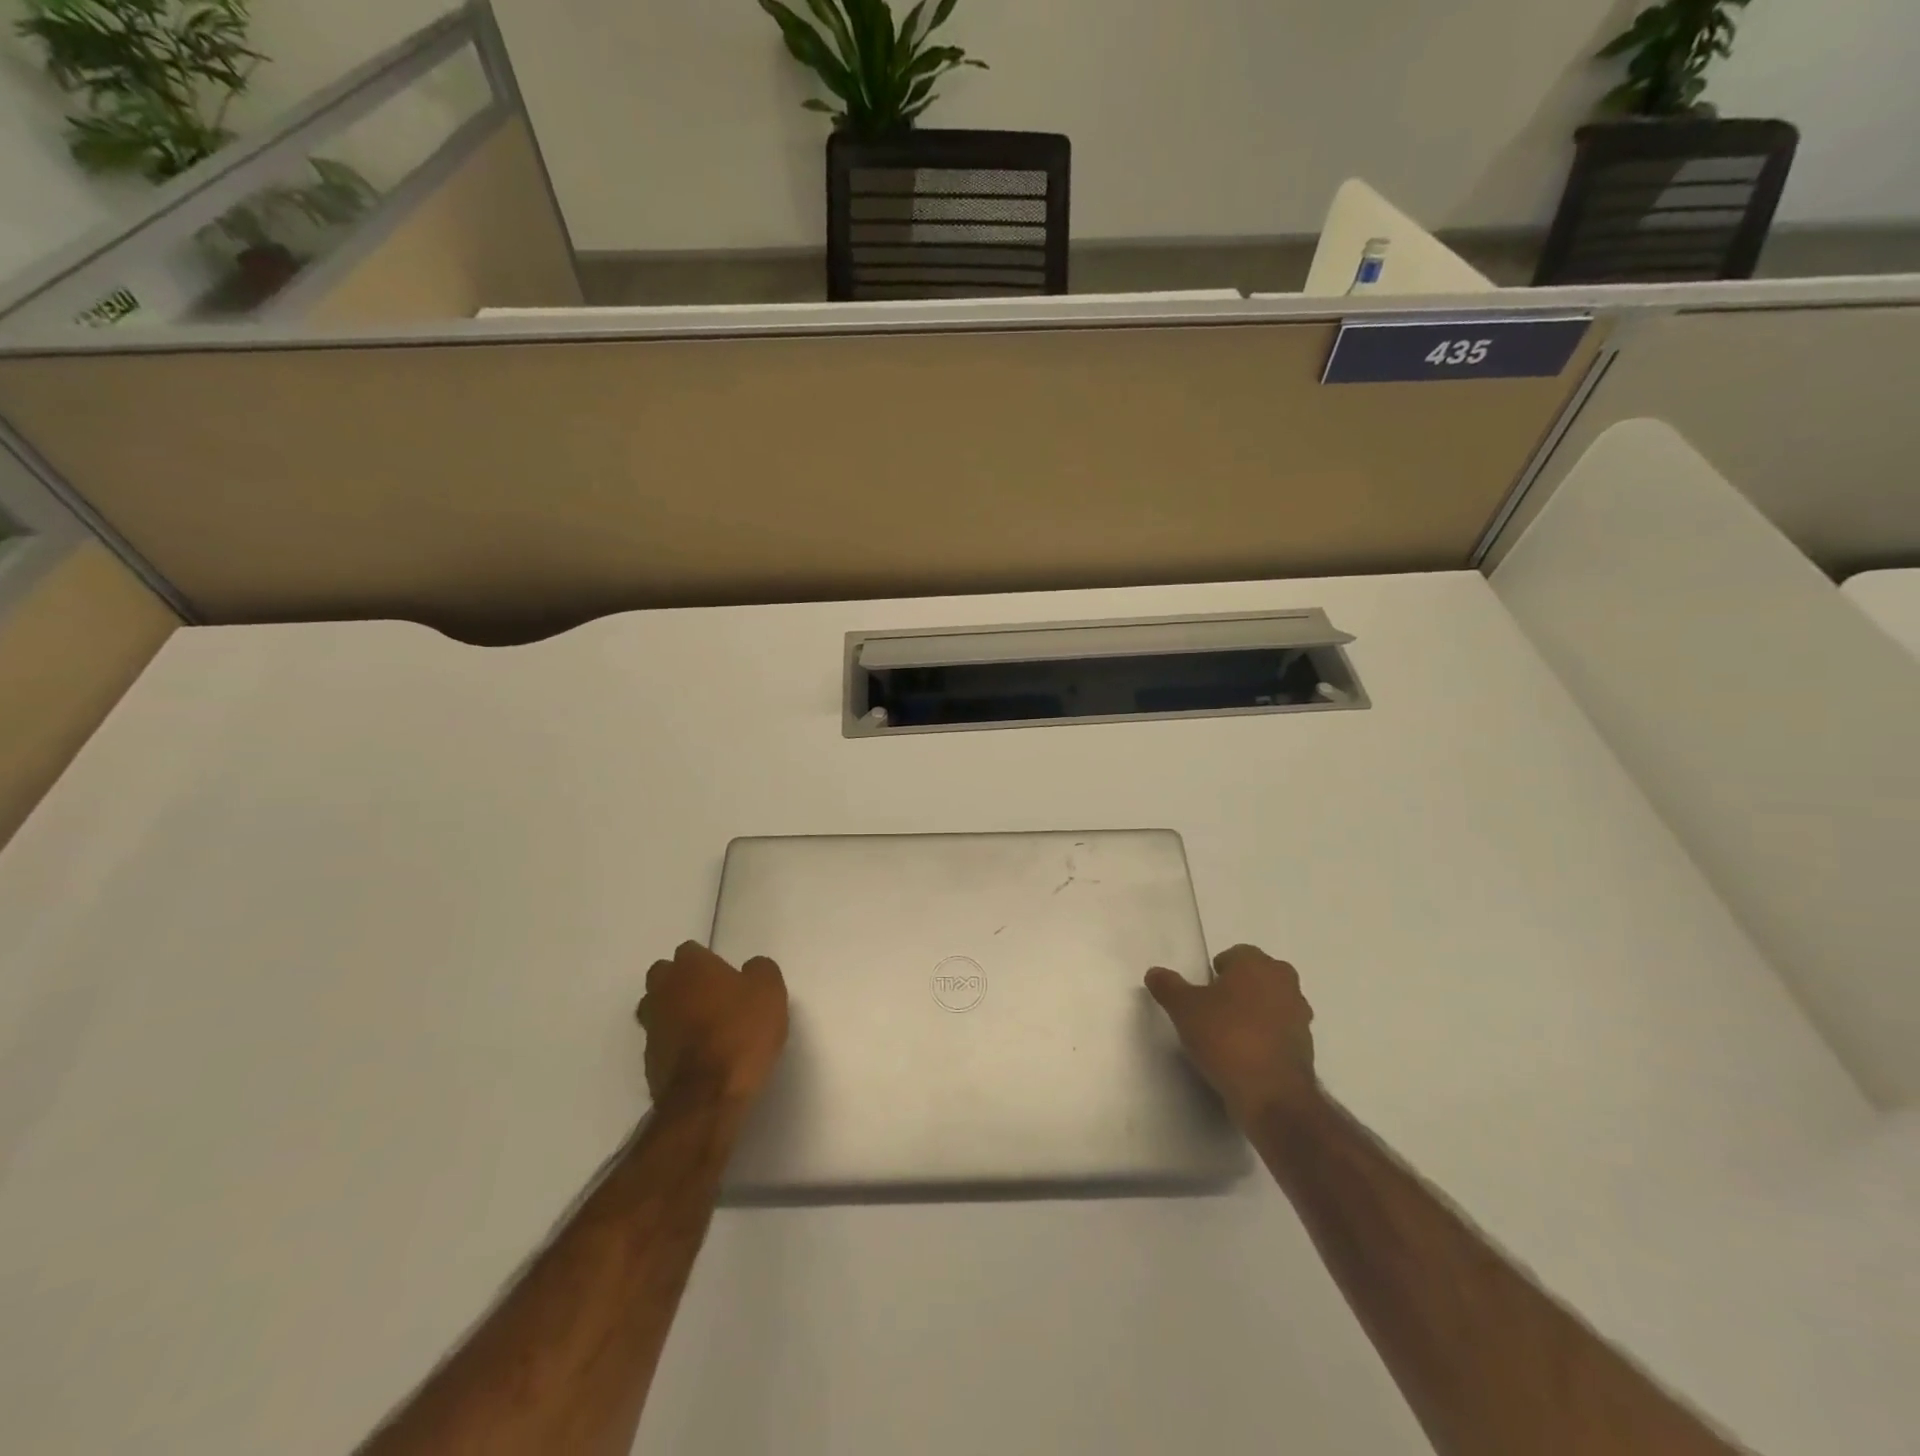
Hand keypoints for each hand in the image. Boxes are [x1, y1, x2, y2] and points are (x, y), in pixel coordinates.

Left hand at [635, 942, 788, 1108]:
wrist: (708, 1096)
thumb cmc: (741, 1032)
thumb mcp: (770, 991)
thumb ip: (760, 970)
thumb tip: (750, 968)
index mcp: (690, 967)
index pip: (690, 951)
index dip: (708, 962)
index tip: (727, 977)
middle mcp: (663, 991)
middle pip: (664, 976)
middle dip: (681, 982)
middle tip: (710, 997)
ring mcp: (651, 1027)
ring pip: (657, 1008)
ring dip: (673, 1012)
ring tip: (702, 1027)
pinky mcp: (648, 1061)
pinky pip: (661, 1041)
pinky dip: (674, 1043)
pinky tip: (697, 1055)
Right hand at [1146, 945, 1317, 1124]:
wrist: (1272, 1095)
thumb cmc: (1226, 1037)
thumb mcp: (1184, 1009)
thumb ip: (1168, 986)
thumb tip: (1155, 973)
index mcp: (1258, 965)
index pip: (1235, 954)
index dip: (1216, 972)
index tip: (1201, 994)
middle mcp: (1285, 983)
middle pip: (1256, 978)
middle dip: (1237, 990)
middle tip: (1212, 1011)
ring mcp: (1300, 1016)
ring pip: (1270, 1005)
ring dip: (1253, 1015)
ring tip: (1227, 1037)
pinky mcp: (1307, 1048)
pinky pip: (1279, 1033)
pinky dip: (1264, 1039)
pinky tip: (1244, 1058)